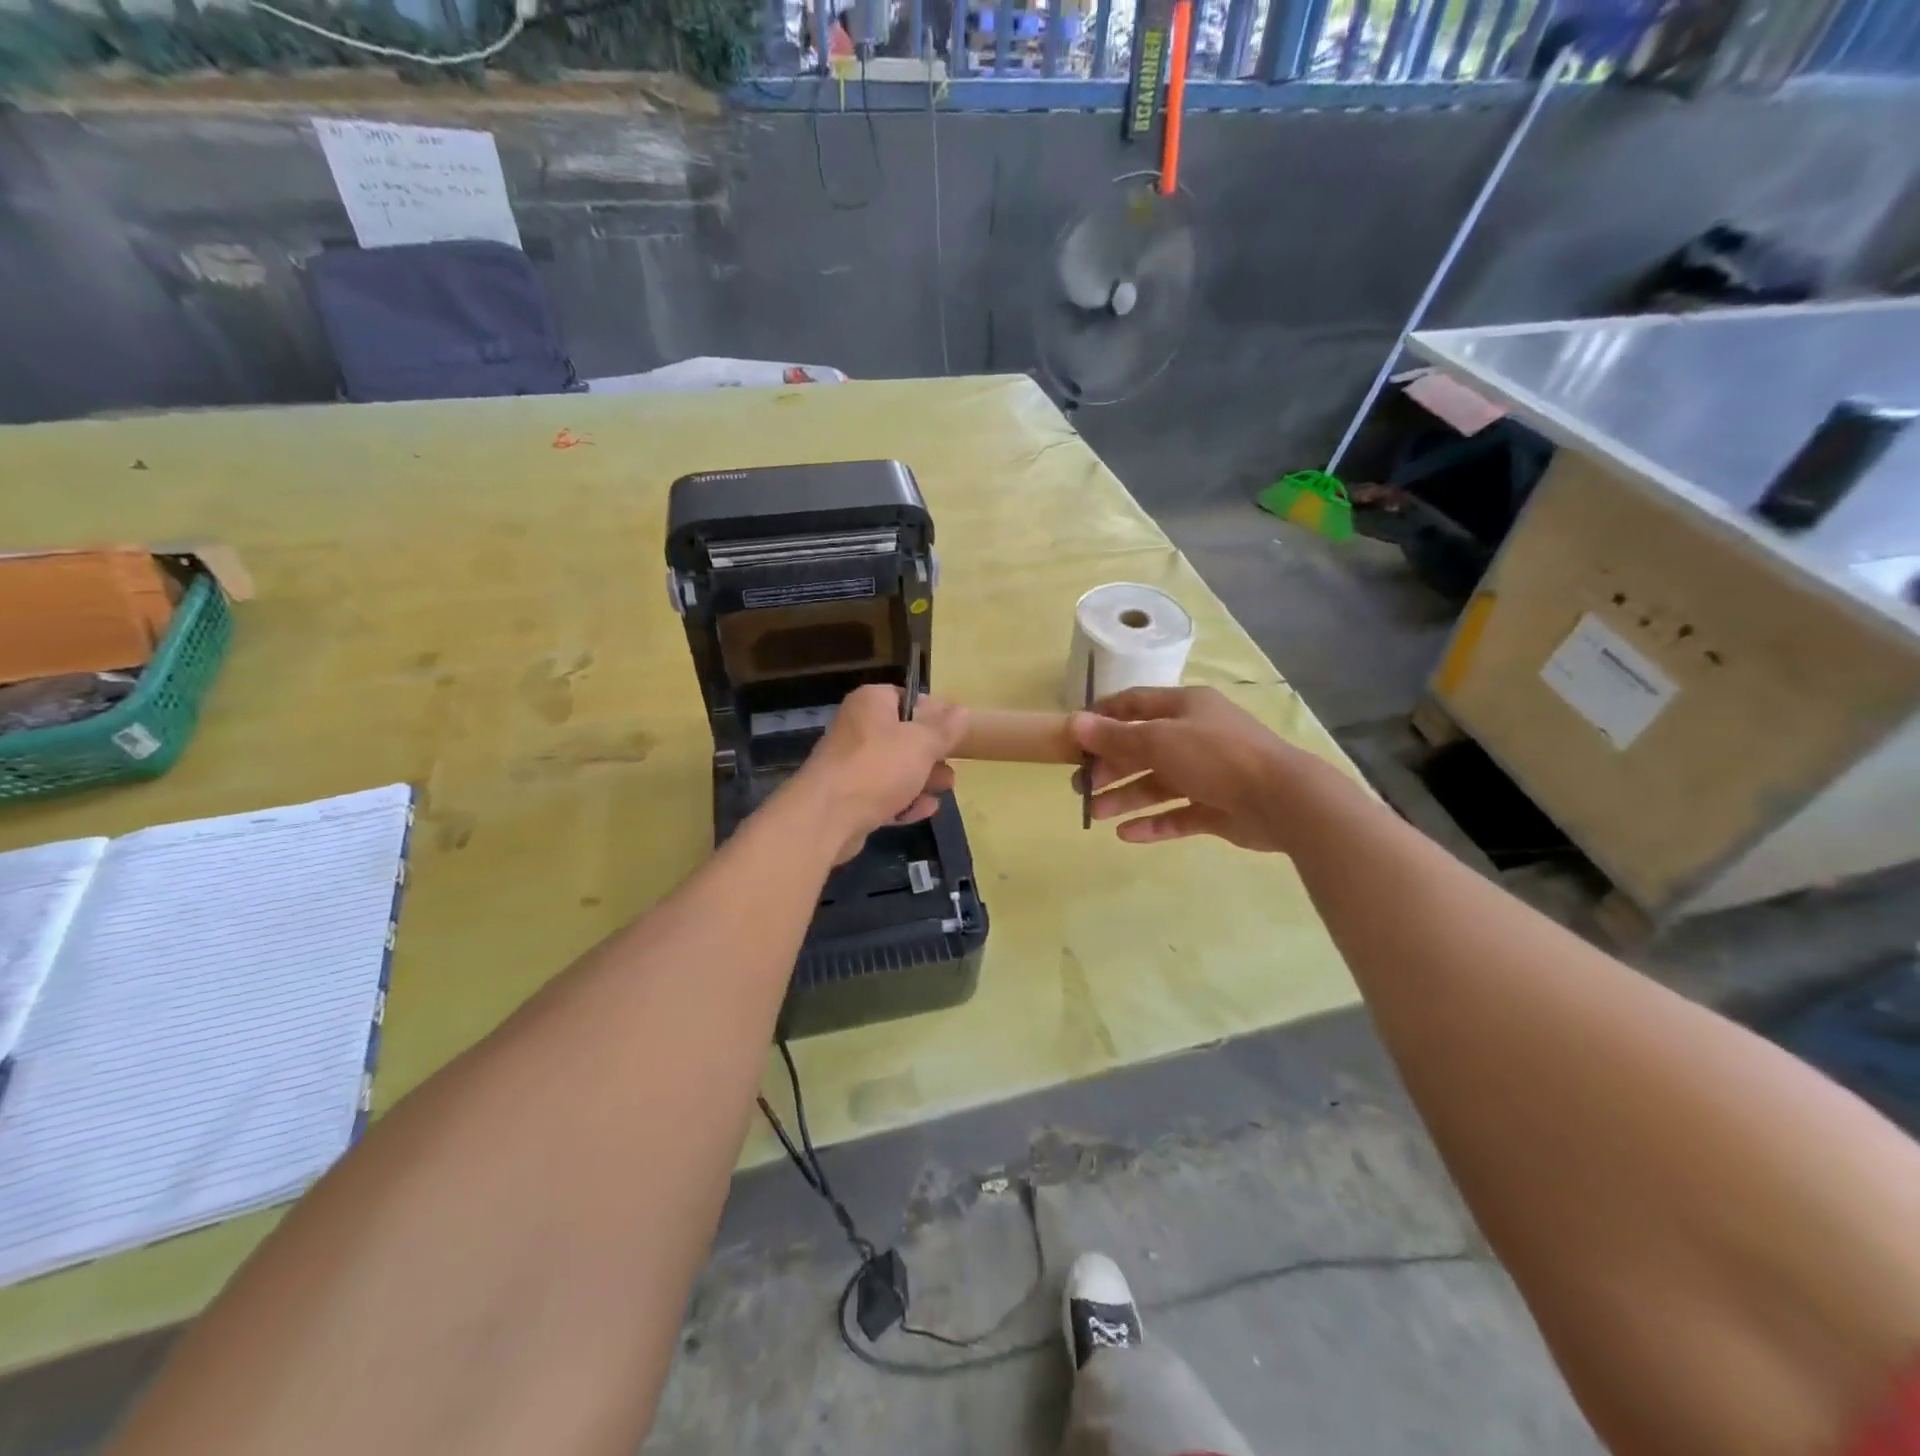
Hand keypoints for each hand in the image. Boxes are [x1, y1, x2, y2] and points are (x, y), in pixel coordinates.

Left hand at [791, 685, 965, 861]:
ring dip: (921, 779)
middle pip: (902, 735)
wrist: (827, 817)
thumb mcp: (921, 743)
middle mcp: (857, 727)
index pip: (905, 697)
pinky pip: (882, 794)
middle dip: (930, 753)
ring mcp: (850, 764)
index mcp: (871, 703)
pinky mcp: (848, 797)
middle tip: (952, 767)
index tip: (953, 732)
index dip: (932, 713)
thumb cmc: (879, 767)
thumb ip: (944, 728)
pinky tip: (925, 810)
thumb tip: (961, 710)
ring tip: (945, 789)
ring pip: (894, 767)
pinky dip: (903, 800)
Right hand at [1068, 686, 1329, 852]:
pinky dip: (1154, 823)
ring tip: (1097, 814)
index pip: (1135, 704)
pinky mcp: (1218, 808)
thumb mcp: (1158, 740)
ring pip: (1158, 784)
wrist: (1282, 799)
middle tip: (1082, 787)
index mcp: (1186, 708)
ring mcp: (1209, 774)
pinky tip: (1127, 835)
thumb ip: (1114, 736)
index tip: (1074, 736)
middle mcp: (1196, 736)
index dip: (1103, 717)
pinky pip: (1178, 814)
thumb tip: (1073, 722)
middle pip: (1143, 748)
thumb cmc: (1216, 756)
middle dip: (1110, 766)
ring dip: (1126, 797)